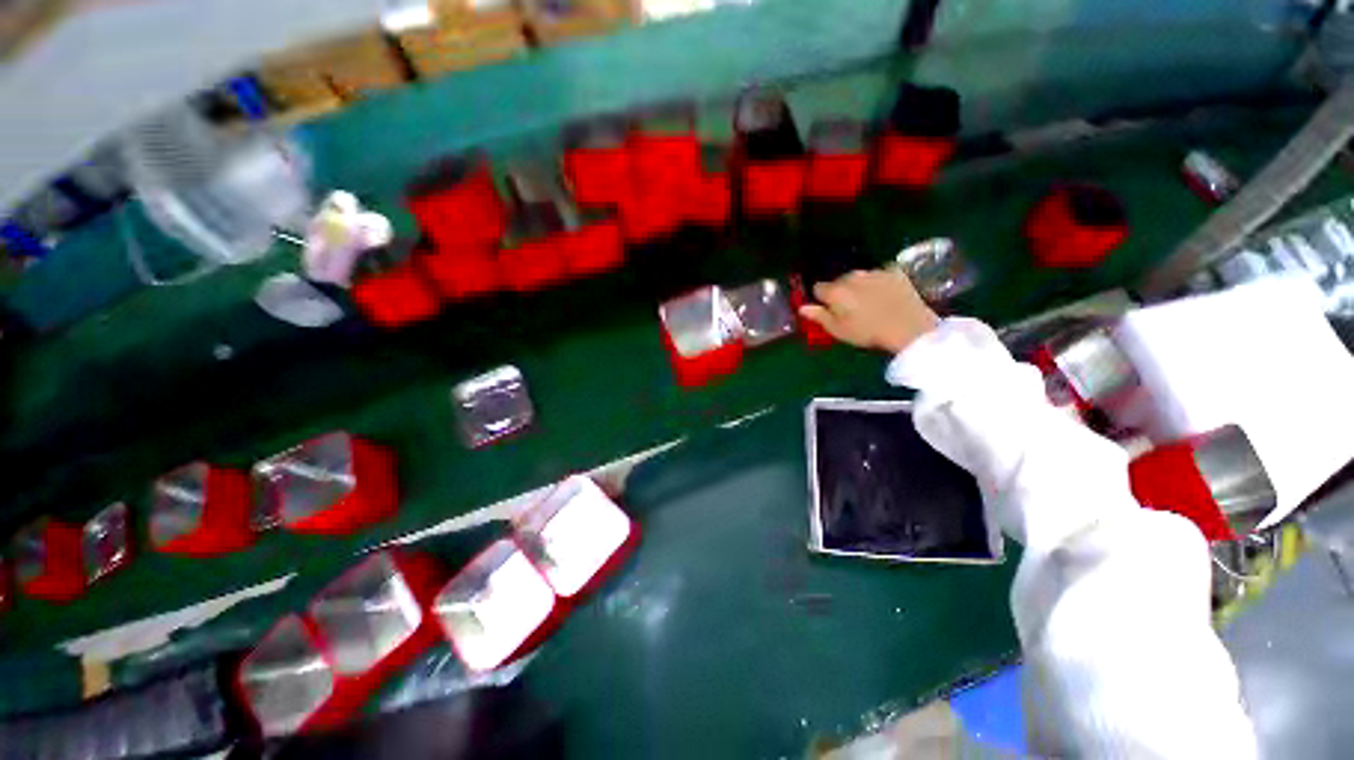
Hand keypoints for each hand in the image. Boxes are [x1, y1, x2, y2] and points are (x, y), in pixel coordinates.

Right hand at [799, 270, 939, 353]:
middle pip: (839, 281)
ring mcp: (874, 272)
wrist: (908, 326)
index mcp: (835, 291)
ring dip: (860, 286)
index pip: (818, 288)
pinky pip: (881, 274)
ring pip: (860, 277)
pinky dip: (880, 282)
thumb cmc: (867, 332)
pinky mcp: (894, 271)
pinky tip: (887, 294)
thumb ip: (819, 316)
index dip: (821, 299)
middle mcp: (851, 276)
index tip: (828, 309)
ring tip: (870, 303)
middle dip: (841, 291)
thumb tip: (802, 308)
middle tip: (850, 309)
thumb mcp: (838, 330)